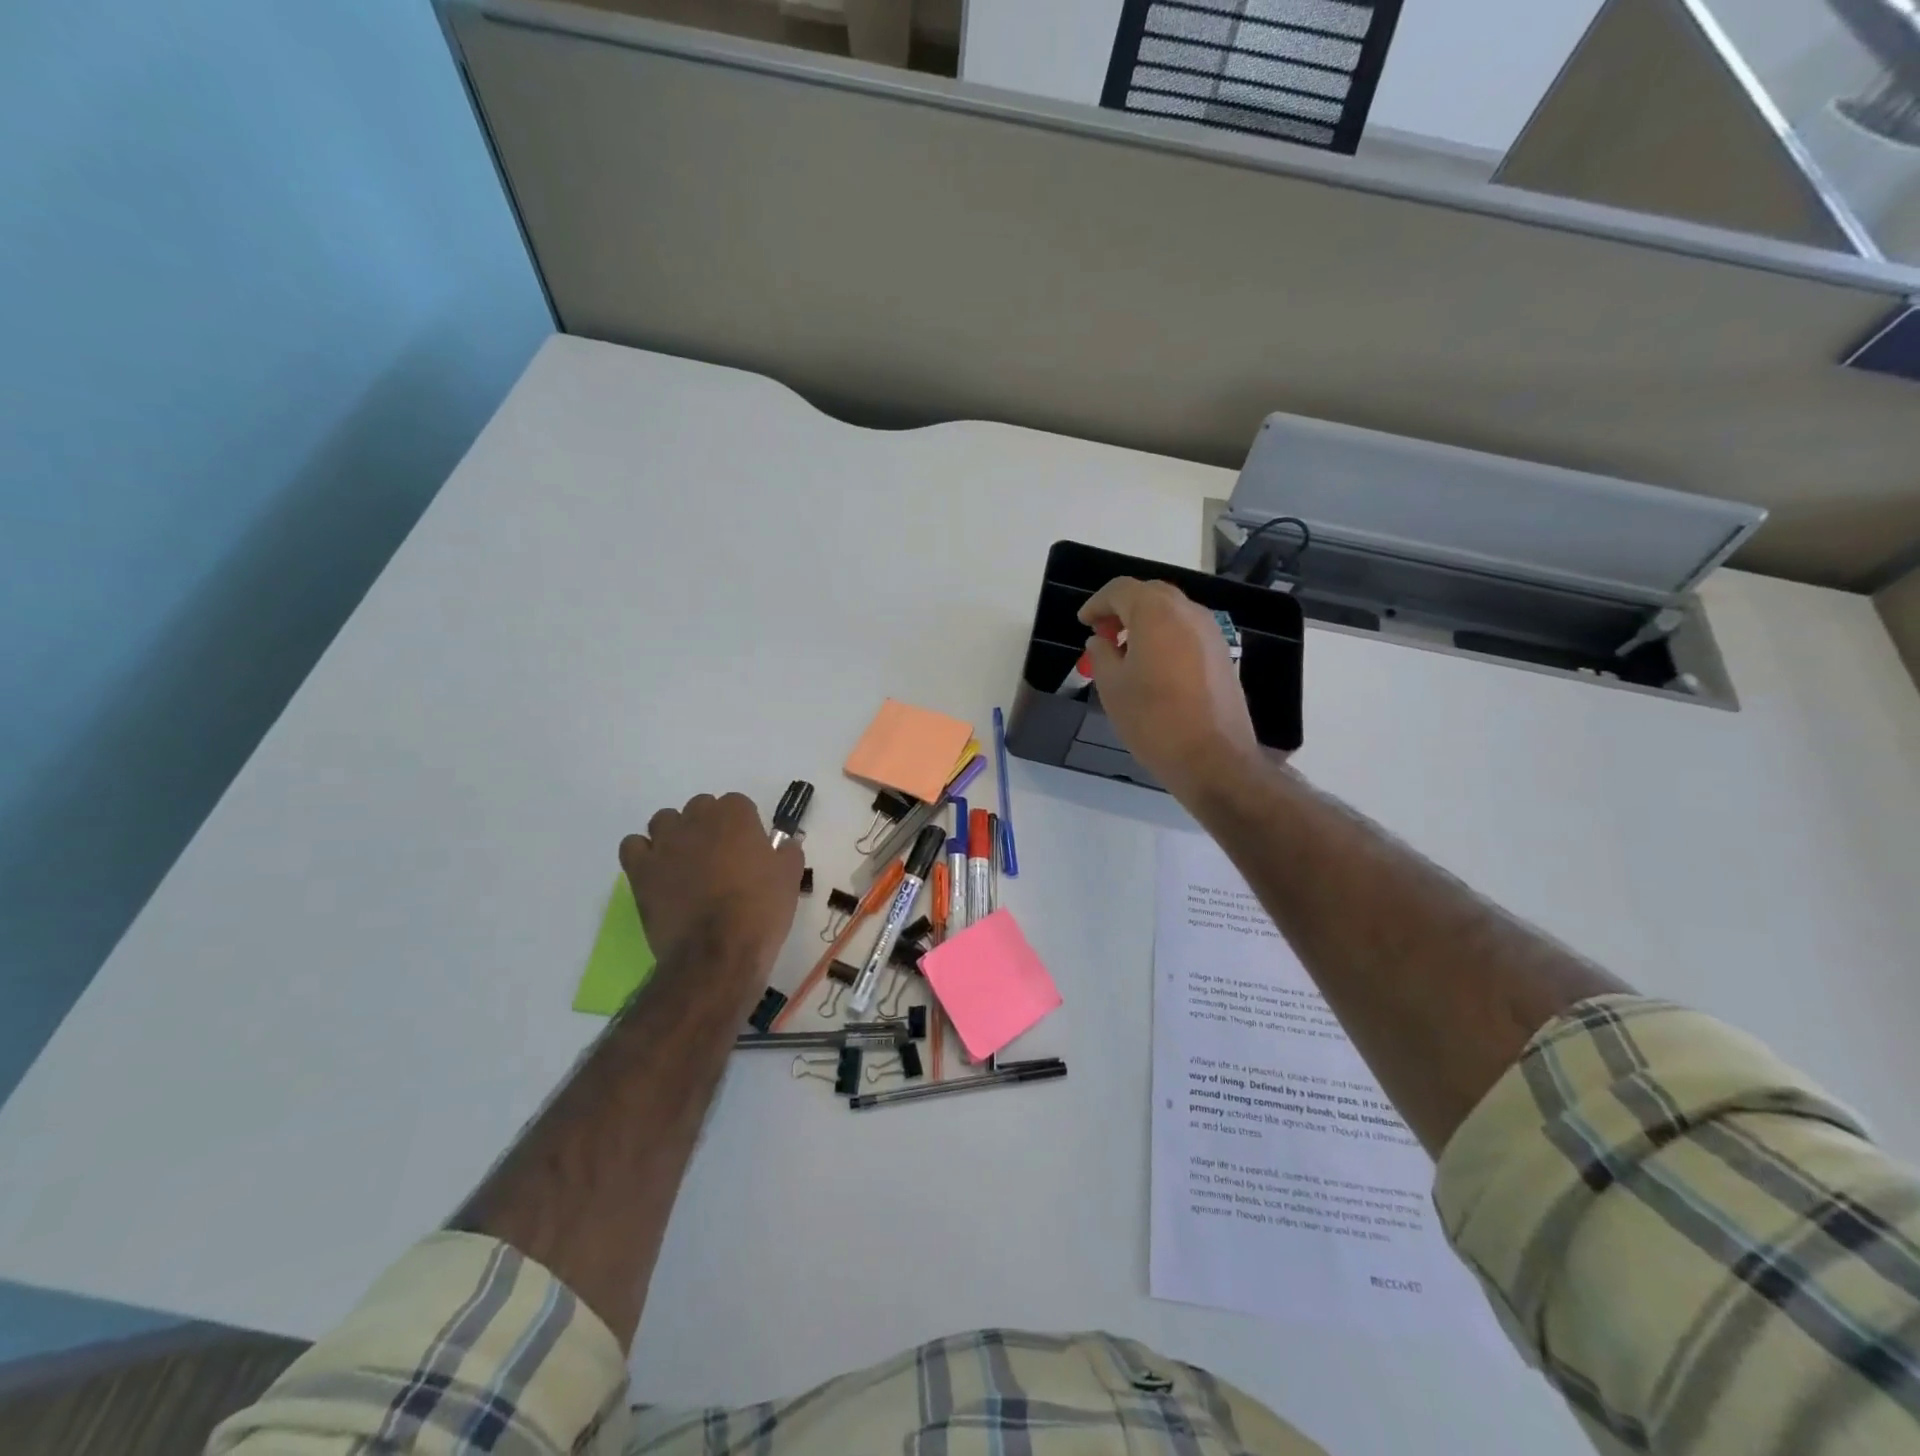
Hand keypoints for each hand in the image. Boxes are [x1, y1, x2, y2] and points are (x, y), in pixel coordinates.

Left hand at [618, 793, 802, 991]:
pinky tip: (657, 871)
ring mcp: (665, 842)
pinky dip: (643, 853)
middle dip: (709, 826)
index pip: (737, 804)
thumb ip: (787, 852)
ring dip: (675, 834)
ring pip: (664, 820)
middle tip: (720, 857)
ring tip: (686, 862)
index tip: (749, 849)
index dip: (743, 826)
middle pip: (700, 807)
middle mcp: (697, 819)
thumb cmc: (760, 910)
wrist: (717, 952)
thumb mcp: (790, 879)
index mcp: (735, 815)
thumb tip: (783, 844)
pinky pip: (633, 845)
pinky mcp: (640, 869)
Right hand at [1079, 577, 1261, 802]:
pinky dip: (1165, 636)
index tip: (1084, 622)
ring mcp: (1211, 633)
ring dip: (1145, 622)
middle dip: (1122, 608)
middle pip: (1149, 594)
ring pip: (1171, 612)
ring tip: (1125, 652)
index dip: (1097, 603)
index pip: (1121, 589)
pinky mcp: (1222, 654)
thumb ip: (1101, 655)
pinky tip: (1153, 666)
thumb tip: (1101, 641)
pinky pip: (1187, 631)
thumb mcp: (1112, 687)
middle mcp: (1188, 613)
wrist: (1213, 758)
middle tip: (1103, 634)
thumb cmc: (1153, 720)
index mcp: (1156, 614)